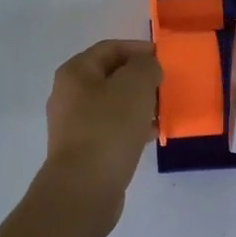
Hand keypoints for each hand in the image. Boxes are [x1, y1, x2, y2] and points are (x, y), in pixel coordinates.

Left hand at [33, 39, 161, 236]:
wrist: (84, 188)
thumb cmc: (109, 128)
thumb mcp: (135, 86)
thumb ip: (146, 67)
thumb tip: (147, 68)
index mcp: (76, 72)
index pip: (110, 48)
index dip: (139, 49)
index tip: (165, 59)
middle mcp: (69, 94)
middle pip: (111, 76)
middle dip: (140, 79)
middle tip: (166, 86)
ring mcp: (73, 124)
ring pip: (112, 104)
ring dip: (138, 104)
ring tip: (163, 111)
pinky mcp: (82, 150)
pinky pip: (111, 128)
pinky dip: (131, 126)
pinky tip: (151, 134)